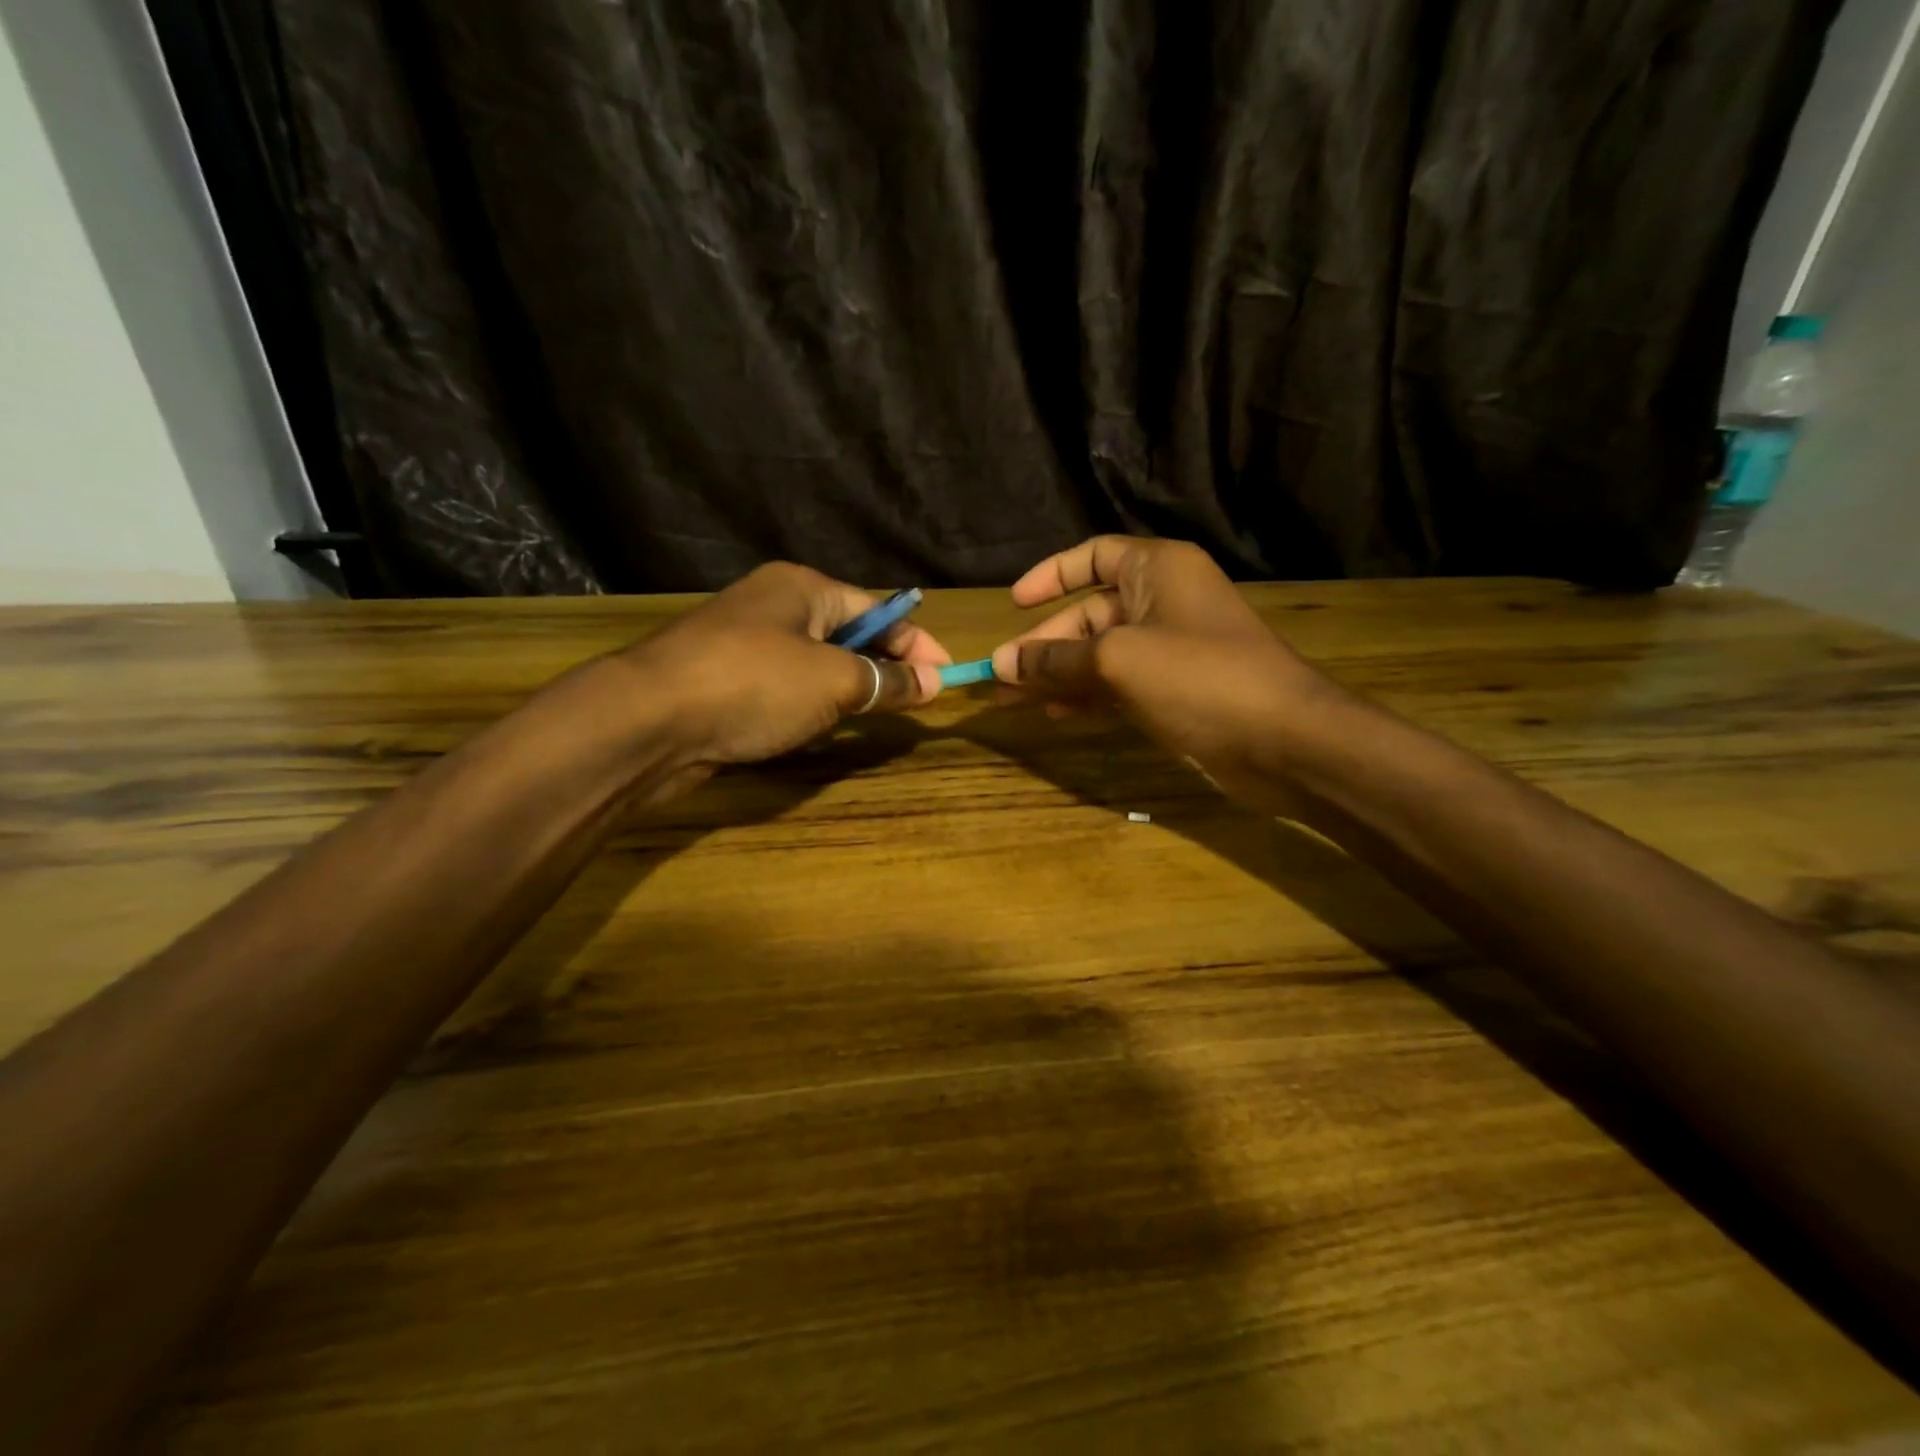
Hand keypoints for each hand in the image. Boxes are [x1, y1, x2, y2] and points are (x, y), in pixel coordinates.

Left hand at [614, 562, 948, 775]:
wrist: (648, 722)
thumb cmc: (753, 684)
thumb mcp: (832, 681)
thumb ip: (885, 681)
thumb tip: (933, 684)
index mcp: (802, 587)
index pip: (877, 608)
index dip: (916, 642)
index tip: (947, 676)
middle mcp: (773, 606)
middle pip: (847, 632)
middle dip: (884, 664)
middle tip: (917, 699)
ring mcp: (745, 644)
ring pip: (815, 662)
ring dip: (848, 686)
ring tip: (878, 714)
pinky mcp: (725, 682)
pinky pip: (786, 687)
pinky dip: (812, 704)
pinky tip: (823, 725)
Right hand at [989, 536, 1336, 807]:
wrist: (1283, 740)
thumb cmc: (1200, 678)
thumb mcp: (1117, 660)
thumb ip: (1055, 660)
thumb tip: (1001, 663)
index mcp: (1157, 569)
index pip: (1094, 555)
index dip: (1051, 575)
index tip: (1014, 604)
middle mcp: (1163, 601)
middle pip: (1090, 611)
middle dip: (1045, 642)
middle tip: (1002, 675)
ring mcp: (1170, 649)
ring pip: (1100, 652)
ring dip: (1059, 673)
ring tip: (1017, 699)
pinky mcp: (1175, 690)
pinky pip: (1119, 683)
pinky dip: (1087, 695)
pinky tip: (1057, 714)